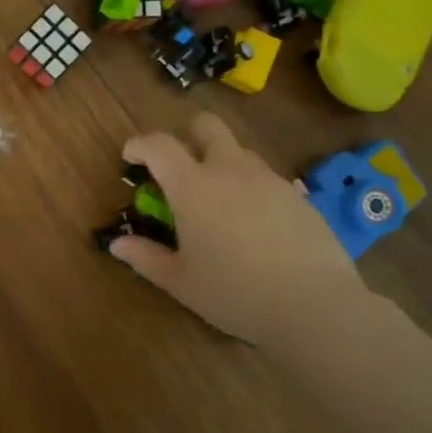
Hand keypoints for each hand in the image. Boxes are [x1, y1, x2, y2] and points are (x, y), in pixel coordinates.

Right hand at [109, 113, 369, 348]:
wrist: (314, 306)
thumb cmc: (234, 292)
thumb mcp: (180, 281)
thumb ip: (145, 257)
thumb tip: (117, 244)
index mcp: (192, 186)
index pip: (159, 144)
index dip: (140, 144)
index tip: (131, 157)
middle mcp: (229, 170)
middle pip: (207, 126)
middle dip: (188, 134)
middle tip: (179, 165)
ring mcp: (268, 179)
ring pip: (239, 151)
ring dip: (221, 163)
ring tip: (217, 201)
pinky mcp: (298, 196)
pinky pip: (266, 178)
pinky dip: (250, 188)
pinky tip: (252, 224)